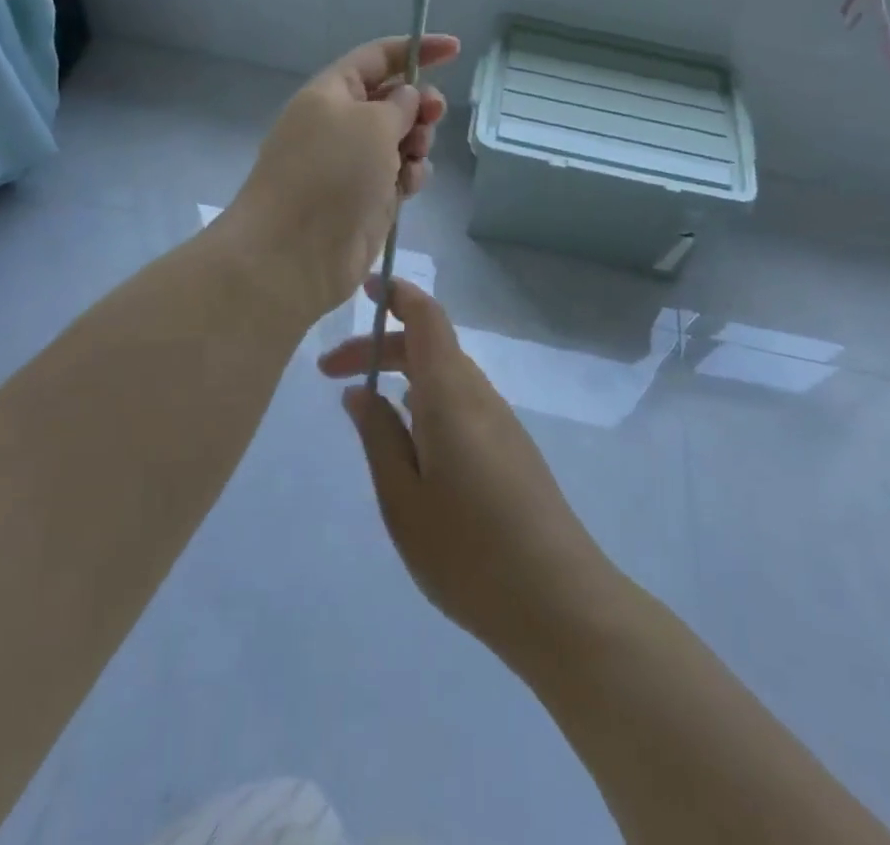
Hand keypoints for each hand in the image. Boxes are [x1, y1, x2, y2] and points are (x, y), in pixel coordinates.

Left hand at [224, 34, 458, 324]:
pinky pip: (400, 175)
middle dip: (419, 104)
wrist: (294, 251)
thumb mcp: (370, 122)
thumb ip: (398, 103)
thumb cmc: (330, 172)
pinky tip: (407, 187)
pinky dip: (410, 176)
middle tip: (433, 114)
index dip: (415, 49)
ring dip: (417, 143)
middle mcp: (340, 124)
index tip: (455, 49)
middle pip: (392, 99)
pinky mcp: (366, 199)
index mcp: (331, 93)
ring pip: (401, 139)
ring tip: (412, 157)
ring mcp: (352, 164)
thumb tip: (406, 98)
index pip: (376, 57)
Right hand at [319, 279, 612, 662]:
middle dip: (380, 346)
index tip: (364, 288)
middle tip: (331, 374)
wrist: (559, 601)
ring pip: (445, 375)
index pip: (427, 317)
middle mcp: (479, 395)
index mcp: (452, 395)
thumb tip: (359, 391)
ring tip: (363, 410)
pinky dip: (425, 400)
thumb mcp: (403, 499)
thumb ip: (378, 437)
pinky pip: (460, 401)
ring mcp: (500, 421)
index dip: (397, 294)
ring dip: (402, 375)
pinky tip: (408, 441)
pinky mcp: (510, 448)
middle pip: (429, 346)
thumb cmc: (469, 551)